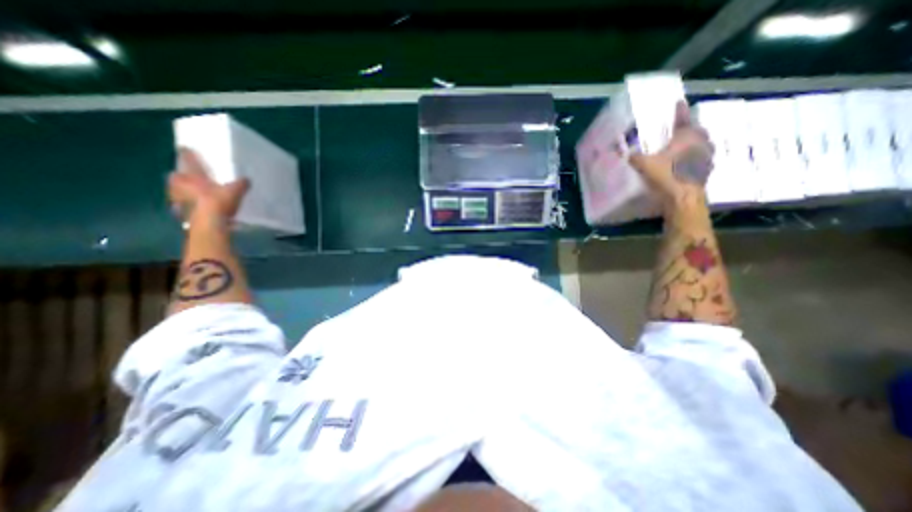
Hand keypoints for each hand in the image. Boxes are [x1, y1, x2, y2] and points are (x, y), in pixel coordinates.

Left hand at [167, 145, 246, 221]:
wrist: (208, 223)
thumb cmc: (218, 201)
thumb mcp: (235, 191)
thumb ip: (241, 184)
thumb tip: (247, 179)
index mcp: (193, 176)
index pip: (189, 160)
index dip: (187, 154)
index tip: (184, 148)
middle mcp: (181, 185)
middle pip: (175, 177)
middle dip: (180, 177)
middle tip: (186, 177)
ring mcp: (178, 199)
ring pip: (176, 191)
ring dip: (182, 192)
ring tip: (192, 194)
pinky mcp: (181, 213)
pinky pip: (183, 206)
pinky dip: (188, 206)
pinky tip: (197, 209)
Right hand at [632, 101, 715, 205]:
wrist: (683, 196)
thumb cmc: (666, 175)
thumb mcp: (645, 165)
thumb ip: (635, 158)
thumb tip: (626, 154)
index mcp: (686, 137)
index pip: (683, 119)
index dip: (680, 111)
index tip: (679, 102)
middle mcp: (700, 143)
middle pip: (696, 131)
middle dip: (689, 129)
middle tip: (680, 130)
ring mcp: (706, 157)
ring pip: (701, 144)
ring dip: (693, 144)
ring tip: (683, 147)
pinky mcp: (706, 170)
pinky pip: (700, 159)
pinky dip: (693, 158)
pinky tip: (684, 164)